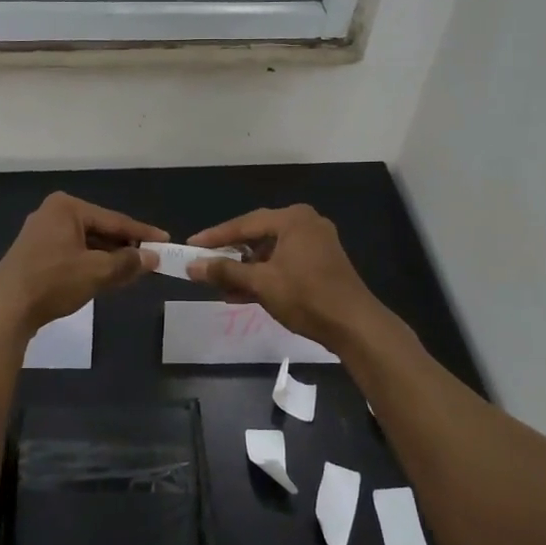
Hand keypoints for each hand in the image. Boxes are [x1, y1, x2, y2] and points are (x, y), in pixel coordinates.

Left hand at [0, 192, 166, 328]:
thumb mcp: (96, 271)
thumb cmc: (53, 281)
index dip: (142, 233)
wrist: (5, 308)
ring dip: (108, 258)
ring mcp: (41, 234)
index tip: (165, 240)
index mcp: (67, 207)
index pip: (114, 219)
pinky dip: (90, 264)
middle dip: (125, 246)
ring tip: (133, 271)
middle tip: (151, 258)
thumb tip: (152, 258)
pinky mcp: (35, 254)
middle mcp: (53, 213)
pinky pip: (72, 253)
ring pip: (86, 244)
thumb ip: (127, 263)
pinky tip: (106, 277)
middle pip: (100, 230)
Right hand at [186, 204, 388, 353]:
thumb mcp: (261, 283)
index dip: (215, 237)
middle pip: (257, 236)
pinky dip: (264, 275)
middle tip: (204, 265)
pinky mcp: (321, 263)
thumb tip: (192, 267)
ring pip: (270, 252)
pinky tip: (243, 293)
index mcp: (292, 218)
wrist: (354, 326)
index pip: (244, 224)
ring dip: (246, 269)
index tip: (191, 245)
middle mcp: (305, 223)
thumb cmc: (306, 296)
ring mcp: (315, 243)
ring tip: (220, 286)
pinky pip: (283, 262)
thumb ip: (225, 272)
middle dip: (230, 255)